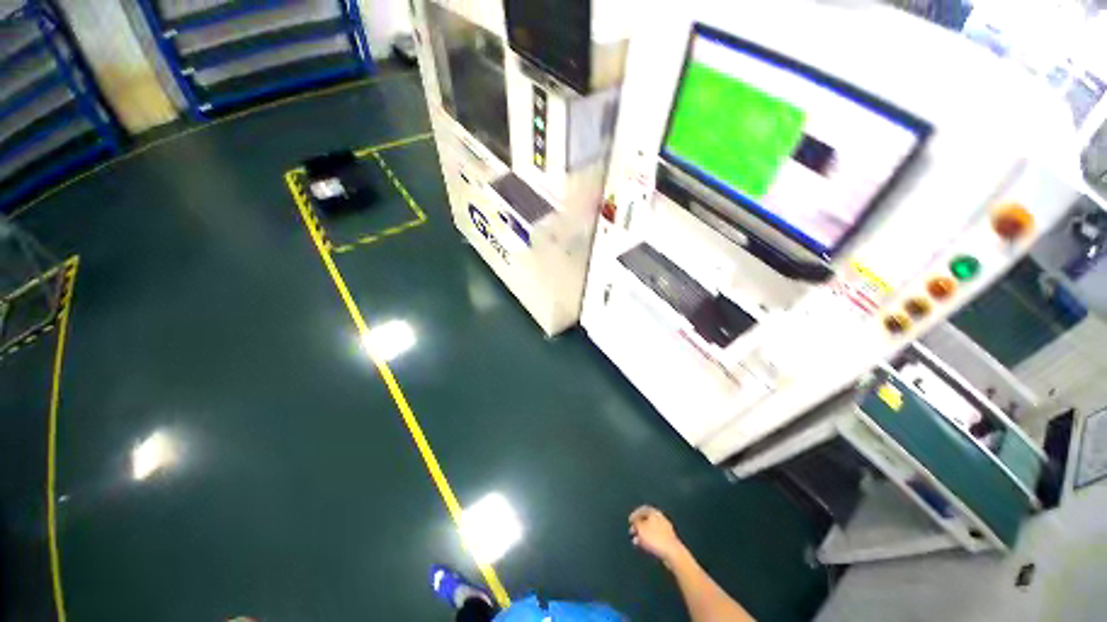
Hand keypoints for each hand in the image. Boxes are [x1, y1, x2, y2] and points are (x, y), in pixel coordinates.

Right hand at [629, 505, 686, 566]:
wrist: (672, 553)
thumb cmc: (654, 538)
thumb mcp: (641, 528)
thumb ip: (636, 522)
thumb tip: (634, 519)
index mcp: (654, 513)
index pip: (643, 509)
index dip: (635, 514)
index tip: (629, 521)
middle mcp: (661, 518)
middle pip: (647, 519)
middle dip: (638, 526)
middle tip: (632, 531)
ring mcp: (665, 529)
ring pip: (650, 530)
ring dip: (642, 534)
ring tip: (636, 541)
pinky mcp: (668, 540)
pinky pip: (655, 537)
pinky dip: (648, 540)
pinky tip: (644, 546)